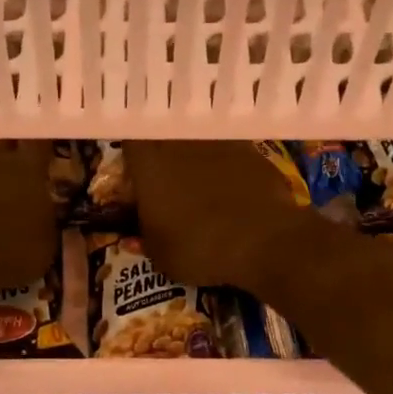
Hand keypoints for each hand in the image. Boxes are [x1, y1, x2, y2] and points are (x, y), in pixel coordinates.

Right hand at [124, 142, 314, 289]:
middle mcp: (180, 143)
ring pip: (199, 141)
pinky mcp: (251, 150)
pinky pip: (230, 152)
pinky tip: (233, 189)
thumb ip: (144, 241)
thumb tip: (132, 238)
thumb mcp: (161, 256)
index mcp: (149, 164)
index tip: (134, 173)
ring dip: (197, 157)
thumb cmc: (198, 248)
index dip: (131, 156)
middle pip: (165, 137)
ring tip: (202, 184)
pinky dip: (228, 166)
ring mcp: (218, 142)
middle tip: (168, 179)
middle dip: (164, 154)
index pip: (130, 142)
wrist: (262, 240)